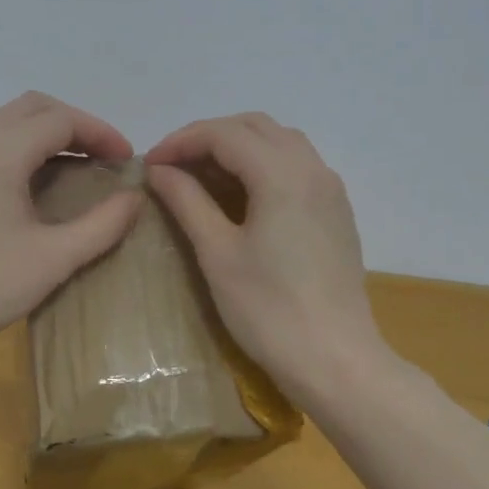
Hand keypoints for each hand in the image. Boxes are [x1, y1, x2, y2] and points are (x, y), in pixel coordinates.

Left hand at [0, 93, 145, 361]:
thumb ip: (102, 224)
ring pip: (8, 124)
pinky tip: (37, 188)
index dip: (101, 133)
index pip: (61, 120)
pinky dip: (22, 150)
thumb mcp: (53, 259)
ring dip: (47, 136)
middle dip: (75, 125)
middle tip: (104, 158)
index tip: (127, 161)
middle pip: (33, 108)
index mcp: (0, 151)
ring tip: (79, 170)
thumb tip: (134, 197)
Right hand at [146, 113, 388, 398]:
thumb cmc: (268, 310)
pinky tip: (242, 194)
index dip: (182, 141)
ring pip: (280, 142)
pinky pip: (297, 165)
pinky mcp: (337, 211)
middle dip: (209, 137)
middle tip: (173, 166)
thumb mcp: (217, 253)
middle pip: (255, 127)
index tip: (150, 164)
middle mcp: (312, 168)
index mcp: (282, 174)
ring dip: (238, 146)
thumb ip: (187, 201)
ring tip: (203, 175)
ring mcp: (331, 189)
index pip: (224, 134)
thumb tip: (160, 170)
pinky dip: (263, 163)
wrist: (336, 361)